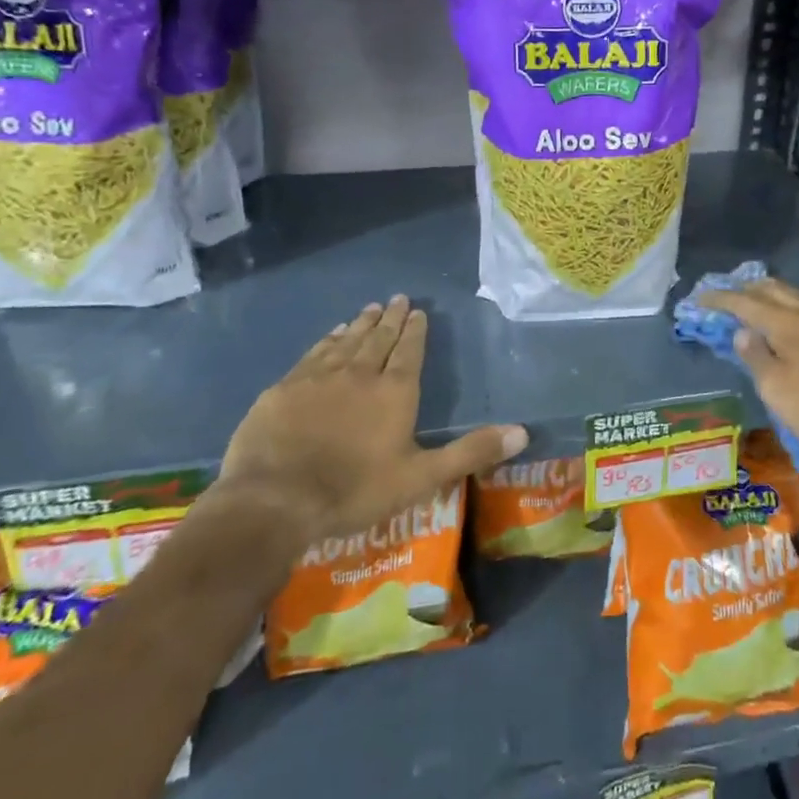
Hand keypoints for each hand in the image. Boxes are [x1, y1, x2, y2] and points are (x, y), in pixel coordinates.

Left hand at [211, 295, 527, 560]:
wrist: (275, 500)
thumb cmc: (354, 490)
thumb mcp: (422, 477)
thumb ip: (471, 452)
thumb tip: (523, 431)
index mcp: (394, 392)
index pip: (409, 351)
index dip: (415, 331)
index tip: (418, 311)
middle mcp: (359, 374)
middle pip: (379, 339)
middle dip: (390, 318)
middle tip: (397, 298)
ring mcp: (318, 378)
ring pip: (346, 341)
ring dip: (361, 324)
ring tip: (369, 309)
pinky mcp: (285, 388)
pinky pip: (313, 354)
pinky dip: (327, 340)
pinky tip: (331, 334)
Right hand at [696, 277, 798, 478]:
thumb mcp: (777, 390)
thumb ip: (756, 356)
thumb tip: (742, 331)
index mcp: (788, 323)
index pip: (746, 302)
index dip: (722, 298)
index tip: (703, 297)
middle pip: (778, 290)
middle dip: (752, 289)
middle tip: (735, 296)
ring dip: (783, 302)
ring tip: (771, 312)